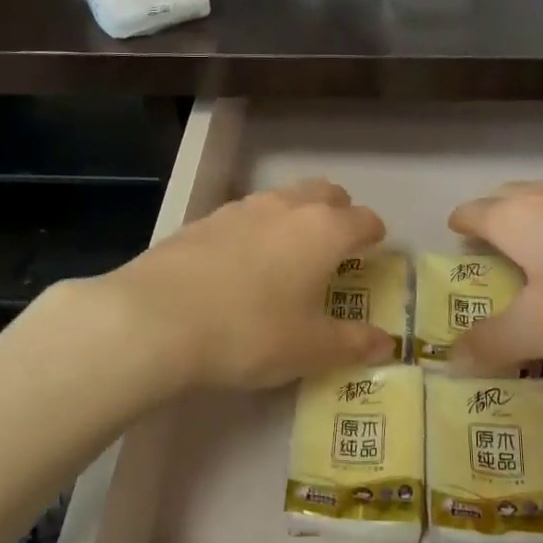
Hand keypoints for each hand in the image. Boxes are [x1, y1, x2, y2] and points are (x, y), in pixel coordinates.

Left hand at [91, 179, 396, 393]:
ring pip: (282, 198)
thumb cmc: (249, 333)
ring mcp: (240, 208)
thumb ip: (353, 344)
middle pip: (325, 193)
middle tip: (336, 247)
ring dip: (296, 216)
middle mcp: (286, 207)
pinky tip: (240, 265)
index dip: (374, 236)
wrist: (155, 319)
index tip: (374, 253)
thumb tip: (388, 344)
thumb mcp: (310, 350)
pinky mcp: (203, 220)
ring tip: (288, 255)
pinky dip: (256, 230)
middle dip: (338, 212)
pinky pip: (245, 215)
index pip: (364, 219)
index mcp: (323, 230)